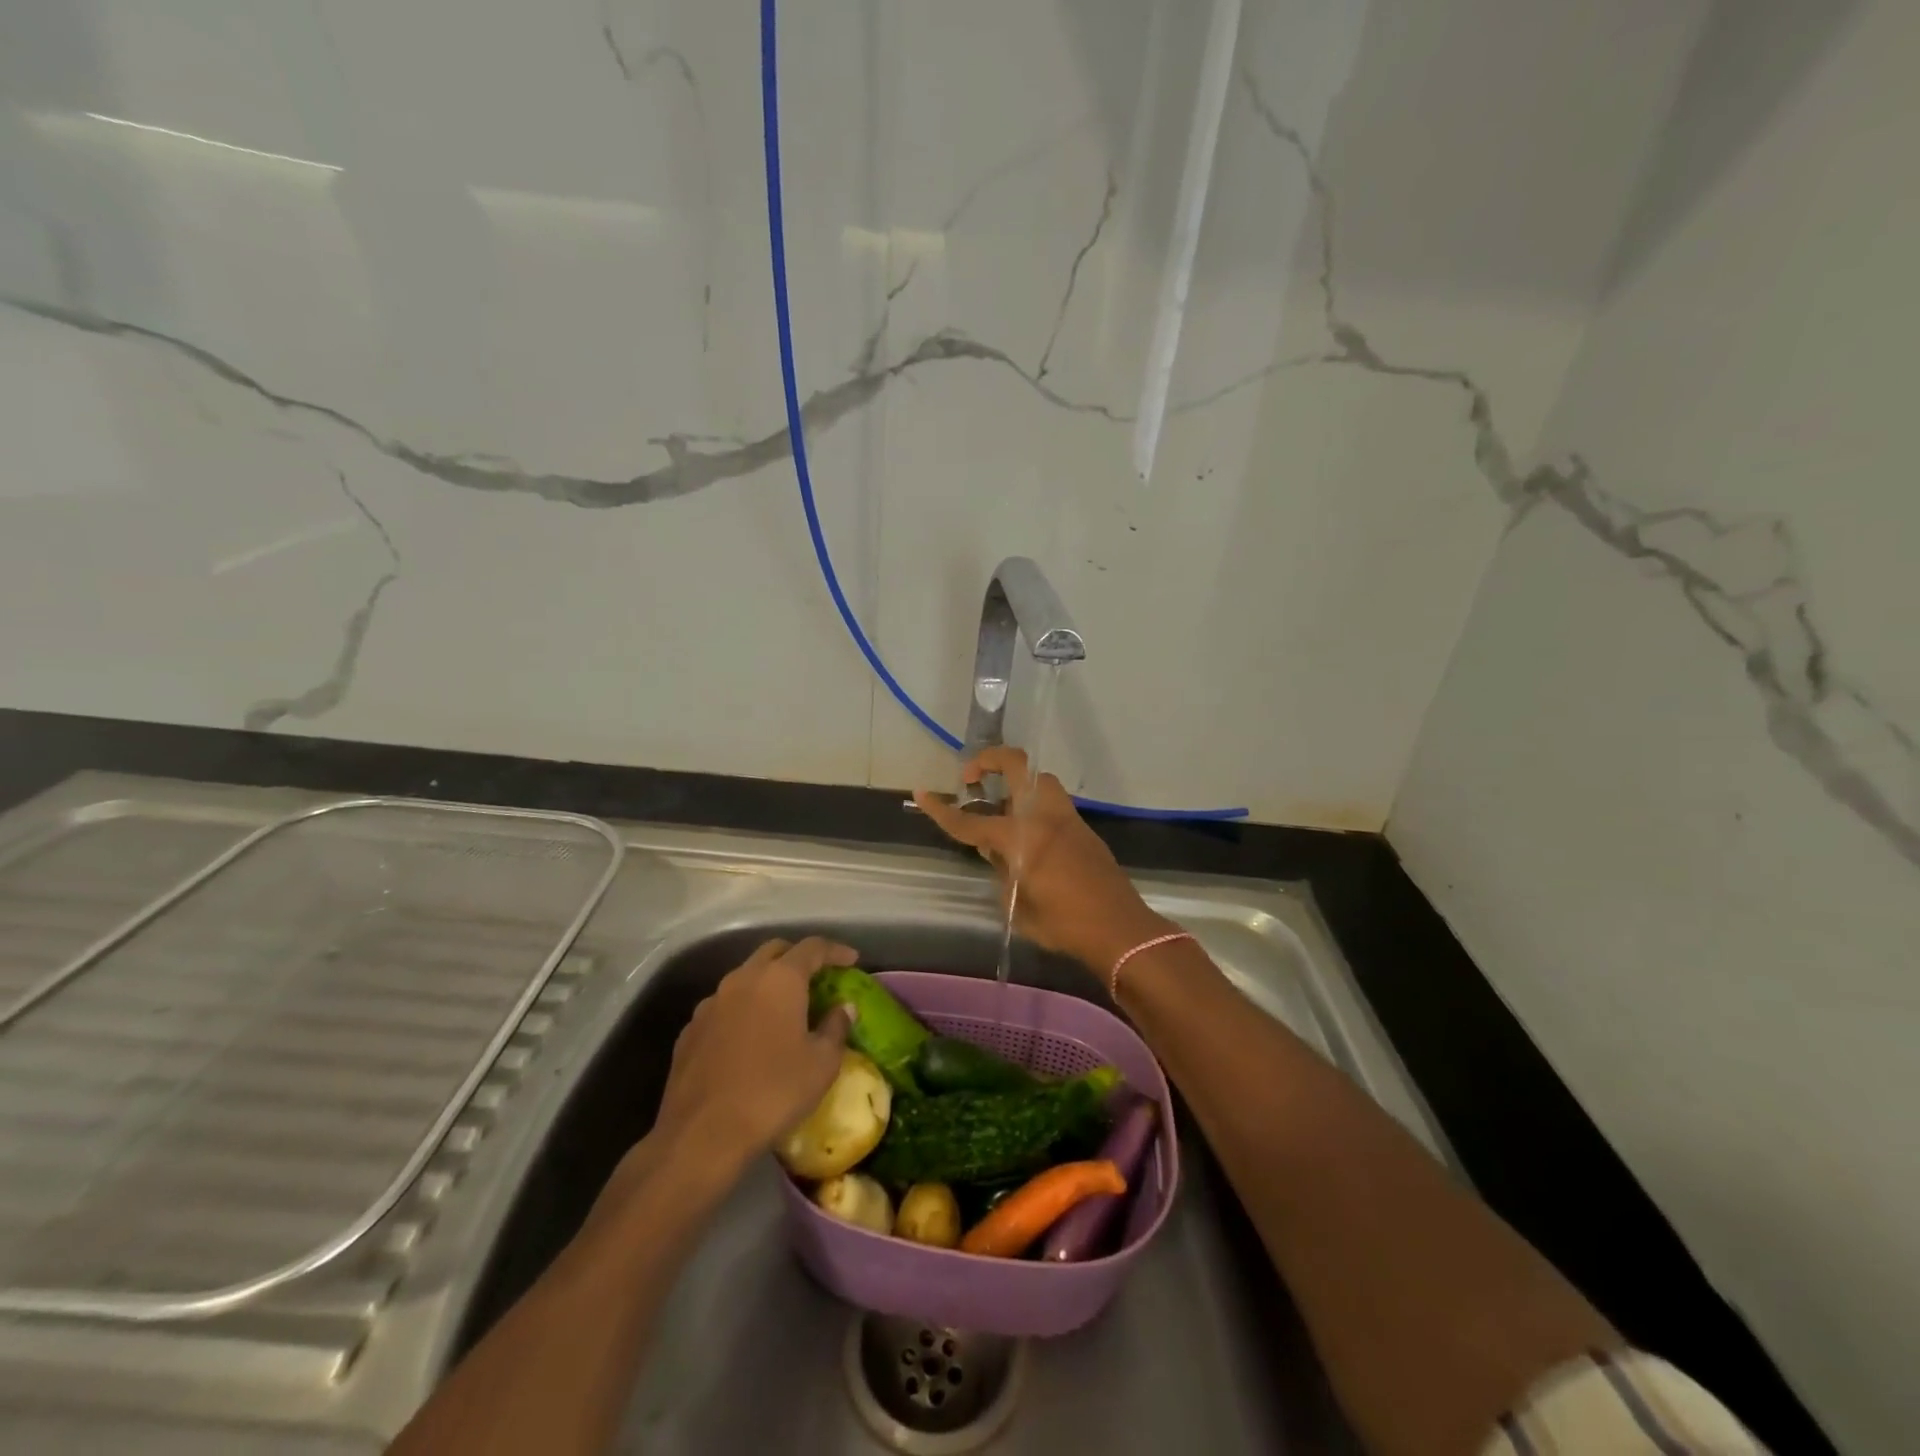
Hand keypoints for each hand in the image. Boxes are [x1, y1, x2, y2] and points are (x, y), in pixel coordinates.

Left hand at [652, 936, 858, 1175]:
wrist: (702, 1135)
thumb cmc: (774, 1092)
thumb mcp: (822, 1063)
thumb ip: (836, 1027)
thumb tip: (843, 1008)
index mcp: (779, 979)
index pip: (812, 948)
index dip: (835, 951)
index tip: (852, 960)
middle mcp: (743, 979)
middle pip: (774, 952)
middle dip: (798, 958)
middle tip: (818, 976)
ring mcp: (711, 1002)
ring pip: (746, 977)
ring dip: (768, 983)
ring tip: (784, 1009)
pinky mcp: (690, 1029)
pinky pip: (724, 1006)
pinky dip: (744, 1010)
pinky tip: (750, 1038)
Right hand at [914, 748, 1173, 974]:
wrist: (1119, 928)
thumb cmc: (1063, 924)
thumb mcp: (1017, 904)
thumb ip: (1001, 871)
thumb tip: (995, 852)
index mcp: (1021, 836)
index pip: (971, 822)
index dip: (942, 811)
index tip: (922, 793)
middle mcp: (1043, 815)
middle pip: (1016, 765)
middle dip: (989, 760)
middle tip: (972, 777)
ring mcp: (1066, 816)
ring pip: (1038, 779)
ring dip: (1016, 781)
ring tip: (1000, 805)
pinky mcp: (1081, 826)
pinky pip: (1051, 801)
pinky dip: (1032, 803)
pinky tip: (1026, 830)